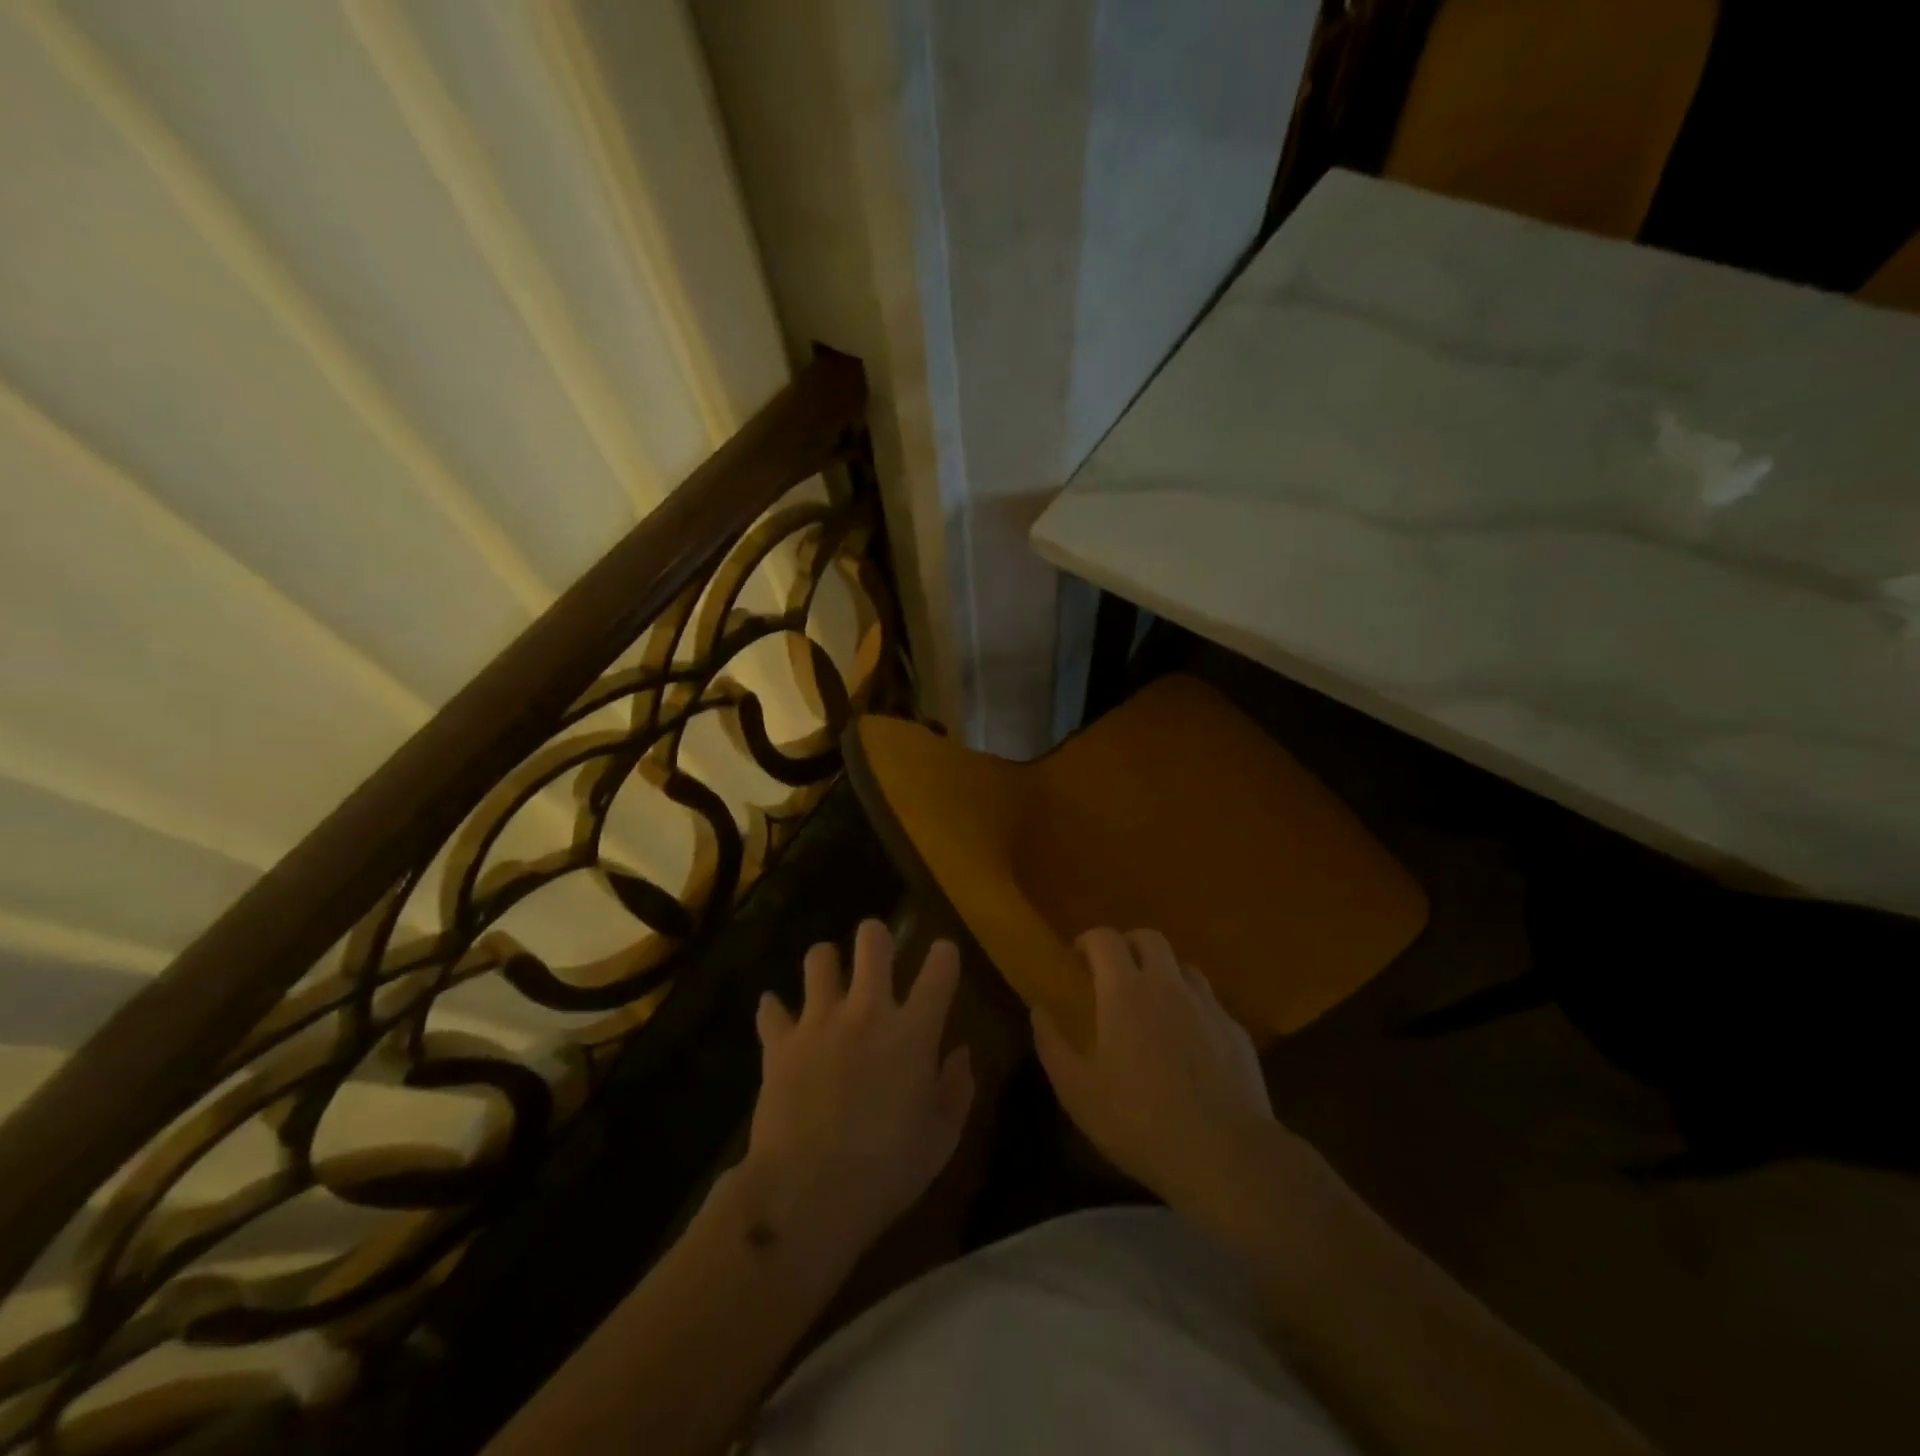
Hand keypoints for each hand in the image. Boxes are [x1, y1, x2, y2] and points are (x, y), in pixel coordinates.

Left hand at [743, 920, 974, 1264]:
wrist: (805, 1195)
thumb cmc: (885, 1172)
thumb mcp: (940, 1140)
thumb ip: (956, 1089)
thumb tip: (961, 1053)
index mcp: (913, 1032)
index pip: (940, 968)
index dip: (945, 954)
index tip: (943, 957)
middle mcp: (867, 1012)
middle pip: (872, 941)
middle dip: (876, 937)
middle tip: (877, 955)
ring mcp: (819, 1022)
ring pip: (819, 958)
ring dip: (826, 965)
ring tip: (829, 982)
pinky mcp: (780, 1042)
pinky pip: (771, 1009)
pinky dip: (776, 1011)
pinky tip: (780, 1021)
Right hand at [1033, 927, 1274, 1208]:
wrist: (1225, 1156)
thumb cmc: (1139, 1121)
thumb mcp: (1077, 1090)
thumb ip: (1052, 1043)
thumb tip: (1039, 1009)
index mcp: (1126, 992)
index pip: (1105, 938)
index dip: (1088, 940)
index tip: (1077, 959)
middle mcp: (1169, 986)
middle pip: (1150, 938)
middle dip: (1128, 946)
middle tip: (1114, 974)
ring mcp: (1208, 1006)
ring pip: (1184, 967)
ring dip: (1164, 974)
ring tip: (1154, 1006)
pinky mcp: (1237, 1031)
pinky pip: (1210, 1004)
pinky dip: (1193, 1009)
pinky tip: (1189, 1044)